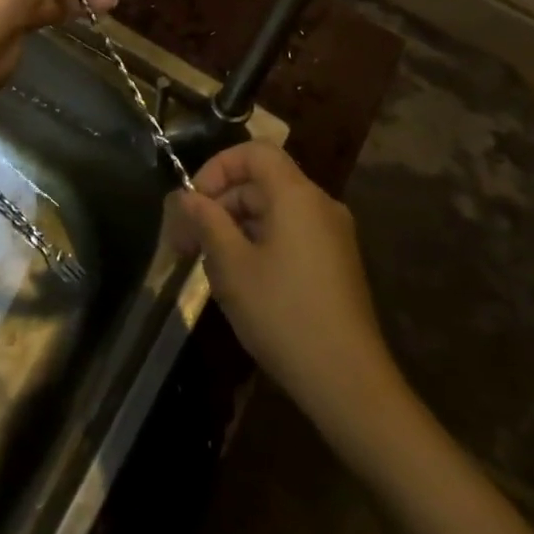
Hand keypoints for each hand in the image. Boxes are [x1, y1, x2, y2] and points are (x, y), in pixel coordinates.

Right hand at [164, 142, 392, 432]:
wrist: (348, 381)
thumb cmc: (283, 314)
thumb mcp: (231, 266)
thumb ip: (206, 222)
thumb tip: (186, 197)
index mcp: (297, 195)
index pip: (254, 152)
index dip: (217, 167)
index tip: (193, 203)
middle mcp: (319, 205)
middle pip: (262, 182)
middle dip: (220, 204)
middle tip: (186, 243)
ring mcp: (332, 235)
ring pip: (273, 211)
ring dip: (236, 228)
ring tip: (210, 268)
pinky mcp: (335, 263)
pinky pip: (290, 234)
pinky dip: (259, 244)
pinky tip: (242, 282)